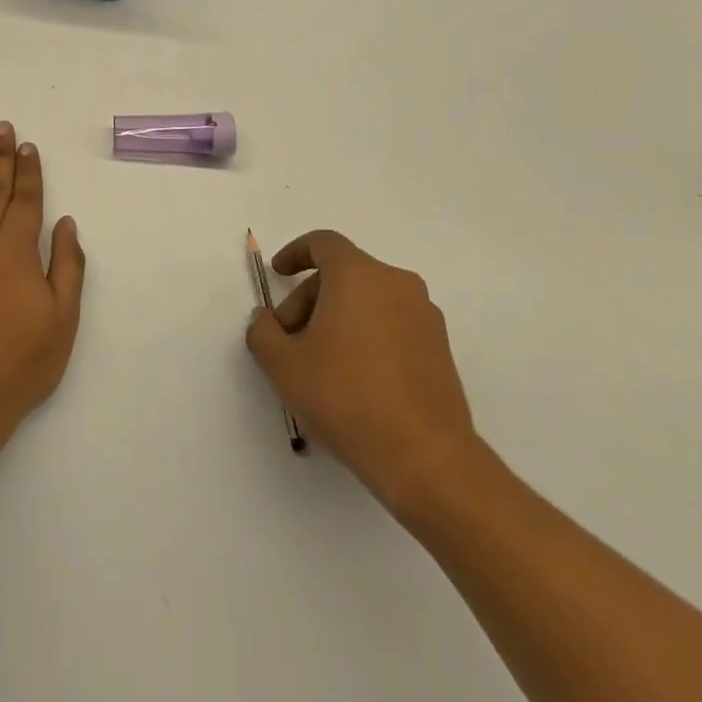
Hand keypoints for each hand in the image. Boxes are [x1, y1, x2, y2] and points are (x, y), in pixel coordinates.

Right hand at [245, 229, 481, 523]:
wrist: (425, 458)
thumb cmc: (346, 396)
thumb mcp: (282, 364)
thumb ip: (262, 331)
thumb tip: (266, 319)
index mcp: (358, 275)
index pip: (323, 243)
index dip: (295, 253)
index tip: (278, 274)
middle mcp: (396, 284)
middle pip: (343, 275)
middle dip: (309, 300)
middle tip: (289, 342)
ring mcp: (424, 316)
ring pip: (368, 301)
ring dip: (337, 320)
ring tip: (319, 366)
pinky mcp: (440, 348)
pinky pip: (391, 325)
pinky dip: (366, 337)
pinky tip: (352, 381)